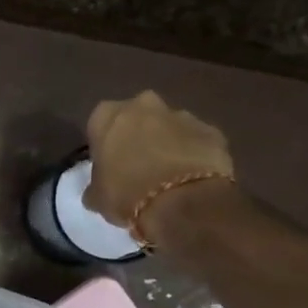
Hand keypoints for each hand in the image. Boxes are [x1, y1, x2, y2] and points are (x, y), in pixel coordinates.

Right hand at [85, 90, 235, 241]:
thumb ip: (96, 186)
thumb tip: (98, 190)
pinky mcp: (212, 130)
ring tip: (167, 174)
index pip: (99, 123)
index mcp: (108, 116)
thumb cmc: (126, 194)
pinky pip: (197, 140)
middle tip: (137, 164)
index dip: (104, 144)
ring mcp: (182, 114)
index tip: (108, 164)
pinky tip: (191, 178)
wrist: (182, 202)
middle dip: (138, 134)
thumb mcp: (97, 197)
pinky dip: (193, 153)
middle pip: (137, 116)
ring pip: (169, 126)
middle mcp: (143, 105)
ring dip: (167, 142)